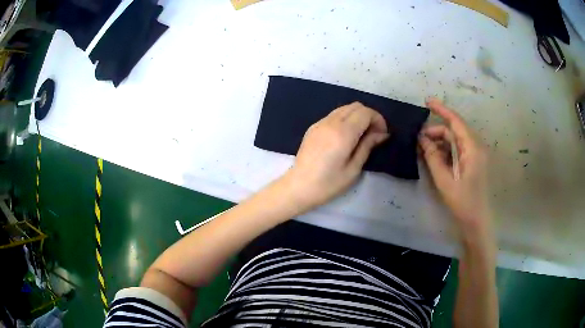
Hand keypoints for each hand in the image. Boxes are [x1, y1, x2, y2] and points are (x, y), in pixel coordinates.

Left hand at [283, 102, 388, 209]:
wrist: (298, 187)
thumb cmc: (328, 183)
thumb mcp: (353, 169)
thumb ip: (367, 146)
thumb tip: (382, 134)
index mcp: (343, 132)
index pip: (365, 112)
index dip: (378, 120)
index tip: (382, 134)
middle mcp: (331, 122)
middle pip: (356, 106)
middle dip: (369, 116)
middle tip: (374, 134)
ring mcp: (320, 123)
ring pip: (344, 108)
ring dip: (357, 116)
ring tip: (361, 135)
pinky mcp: (313, 127)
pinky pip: (334, 115)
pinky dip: (345, 119)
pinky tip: (346, 136)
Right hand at [419, 98, 491, 233]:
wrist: (477, 223)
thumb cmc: (463, 203)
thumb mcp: (445, 181)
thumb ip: (433, 158)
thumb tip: (422, 139)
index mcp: (472, 149)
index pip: (456, 122)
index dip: (442, 109)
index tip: (427, 102)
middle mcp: (476, 148)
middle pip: (454, 131)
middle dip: (436, 132)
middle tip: (418, 140)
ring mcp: (476, 156)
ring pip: (456, 141)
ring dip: (440, 143)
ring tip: (424, 151)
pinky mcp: (473, 163)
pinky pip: (458, 150)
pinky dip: (446, 151)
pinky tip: (435, 159)